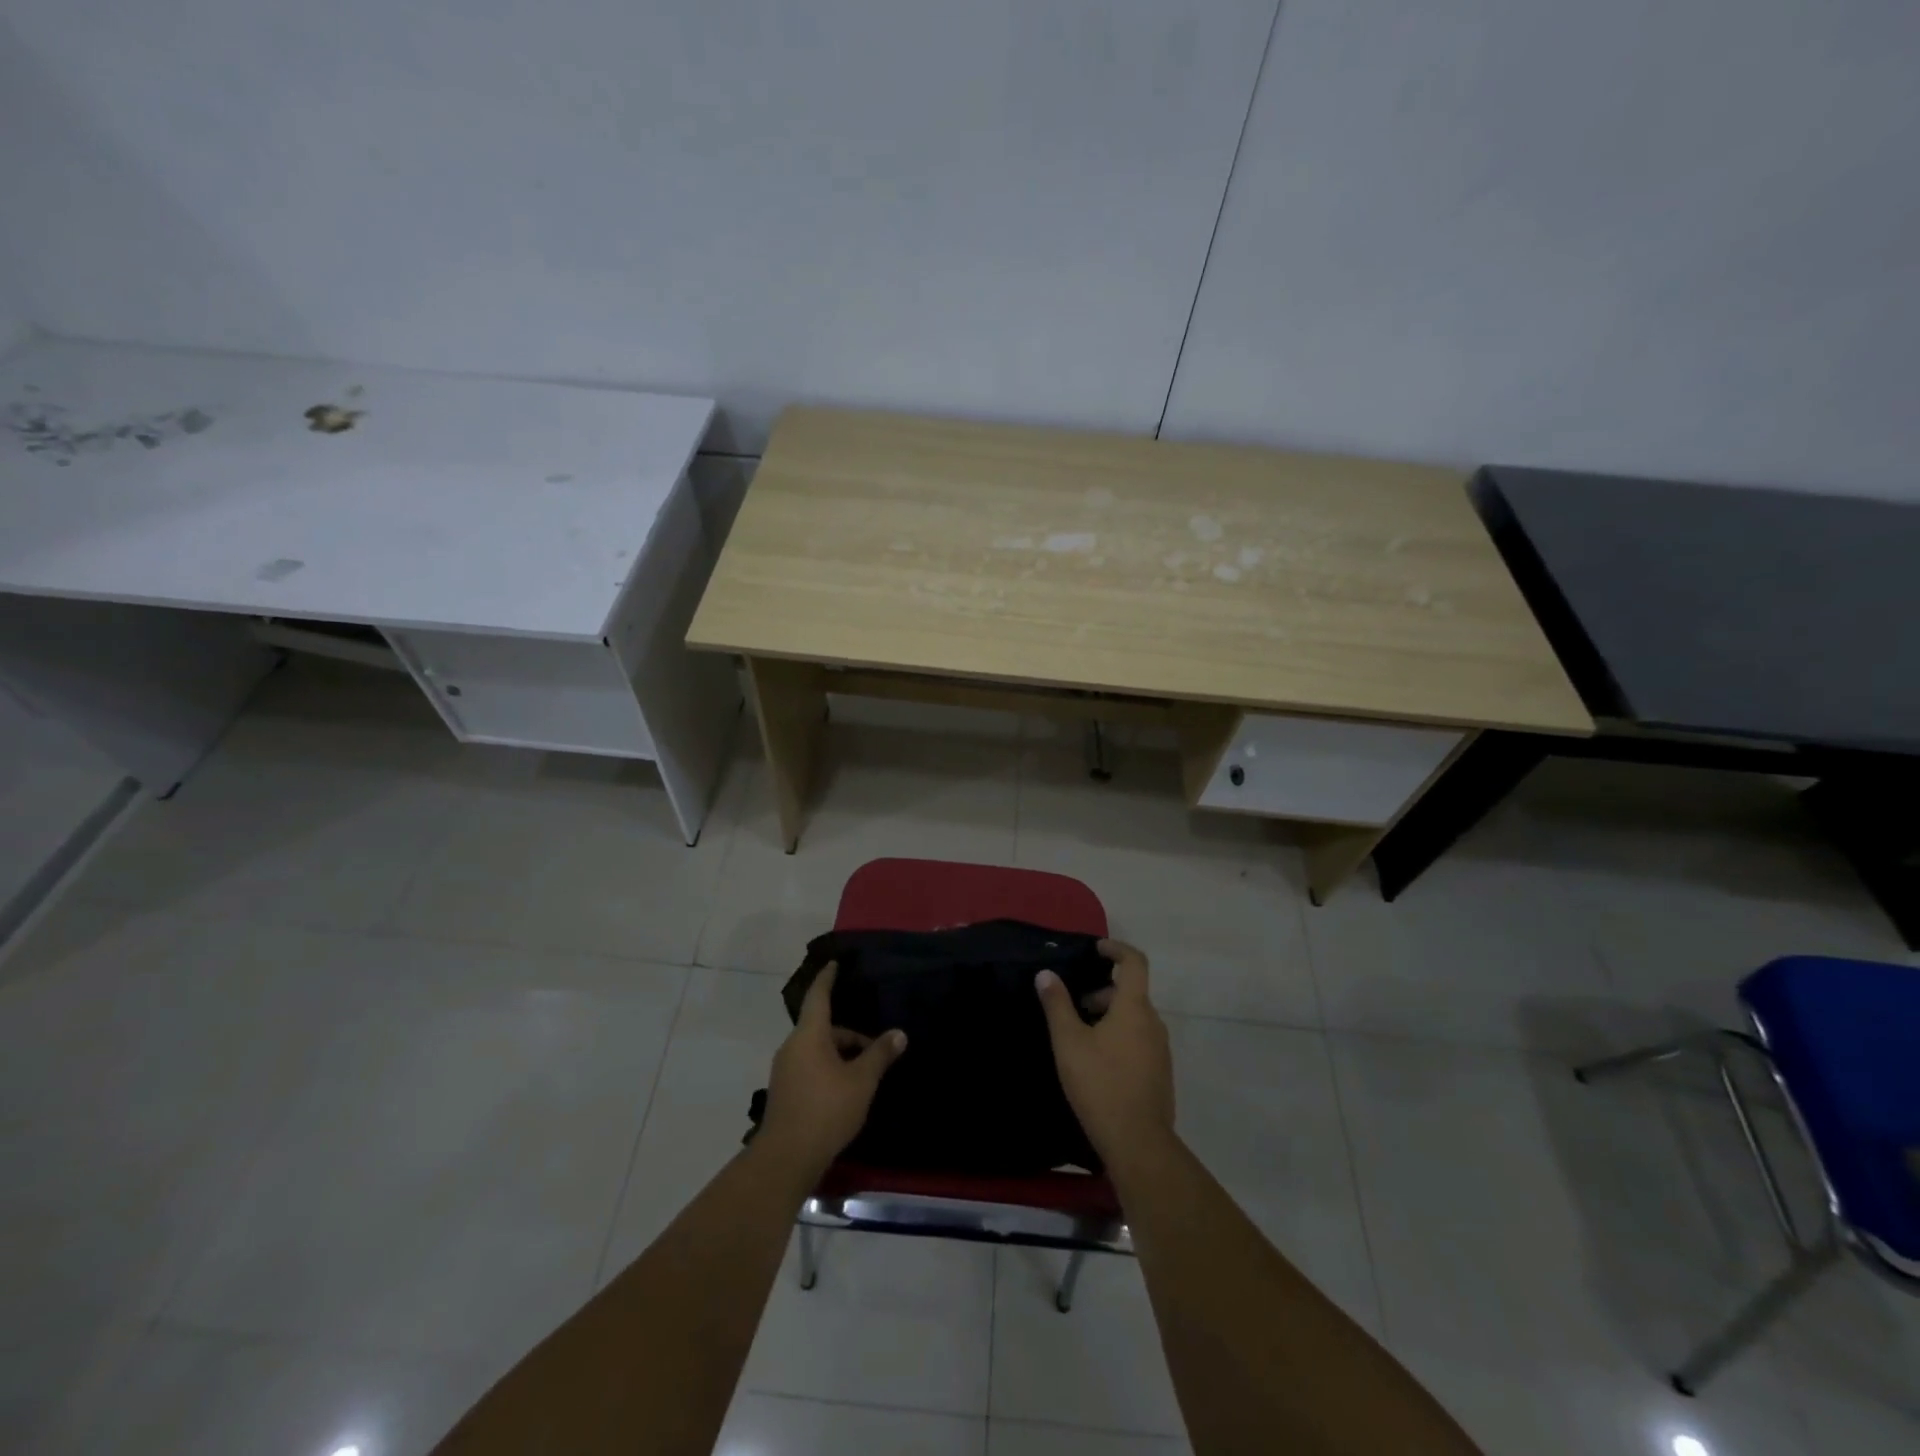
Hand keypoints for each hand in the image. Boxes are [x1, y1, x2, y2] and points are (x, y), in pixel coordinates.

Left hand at [758, 963, 906, 1180]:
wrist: (786, 1158)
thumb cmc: (826, 1109)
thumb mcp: (862, 1080)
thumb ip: (880, 1054)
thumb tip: (899, 1033)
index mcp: (809, 1035)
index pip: (818, 996)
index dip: (827, 978)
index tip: (834, 964)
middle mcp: (792, 1046)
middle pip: (823, 1028)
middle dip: (850, 1035)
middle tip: (877, 1049)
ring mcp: (785, 1070)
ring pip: (817, 1049)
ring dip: (841, 1054)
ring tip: (866, 1073)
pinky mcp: (785, 1092)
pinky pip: (810, 1066)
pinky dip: (829, 1069)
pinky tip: (847, 1090)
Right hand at [1035, 939, 1174, 1164]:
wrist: (1138, 1143)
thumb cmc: (1100, 1084)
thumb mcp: (1069, 1042)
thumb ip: (1057, 1004)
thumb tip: (1046, 974)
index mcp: (1134, 1008)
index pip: (1134, 962)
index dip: (1116, 949)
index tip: (1096, 949)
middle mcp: (1153, 1023)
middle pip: (1131, 993)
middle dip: (1102, 992)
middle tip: (1074, 1007)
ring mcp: (1161, 1050)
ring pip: (1135, 1019)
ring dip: (1109, 1017)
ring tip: (1080, 1037)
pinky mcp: (1160, 1073)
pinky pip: (1140, 1041)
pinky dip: (1120, 1037)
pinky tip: (1098, 1063)